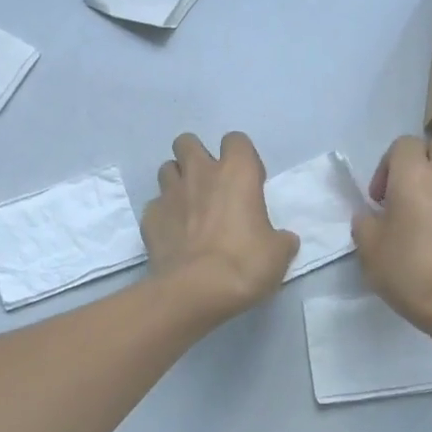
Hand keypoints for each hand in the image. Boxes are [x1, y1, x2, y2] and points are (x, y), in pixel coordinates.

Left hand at [142, 132, 298, 320]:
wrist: (195, 290)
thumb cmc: (244, 264)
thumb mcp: (278, 254)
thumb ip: (280, 239)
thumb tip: (283, 240)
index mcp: (237, 173)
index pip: (236, 140)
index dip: (241, 156)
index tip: (247, 181)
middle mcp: (200, 174)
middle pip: (188, 142)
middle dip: (195, 156)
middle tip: (208, 183)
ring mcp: (169, 194)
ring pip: (166, 169)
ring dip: (177, 181)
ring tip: (187, 205)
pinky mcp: (149, 217)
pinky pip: (155, 205)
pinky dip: (163, 214)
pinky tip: (172, 234)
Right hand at [352, 135, 431, 336]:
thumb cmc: (410, 271)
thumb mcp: (369, 250)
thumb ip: (365, 224)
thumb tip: (371, 216)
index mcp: (414, 176)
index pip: (404, 143)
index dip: (387, 165)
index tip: (379, 199)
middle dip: (422, 159)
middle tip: (407, 191)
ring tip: (430, 208)